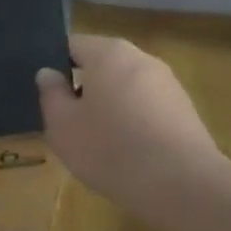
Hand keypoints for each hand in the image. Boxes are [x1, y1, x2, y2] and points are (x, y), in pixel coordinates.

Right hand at [35, 34, 227, 218]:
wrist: (181, 184)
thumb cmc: (110, 148)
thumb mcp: (62, 126)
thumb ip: (51, 95)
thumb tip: (48, 73)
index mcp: (108, 53)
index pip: (72, 45)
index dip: (54, 65)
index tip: (46, 93)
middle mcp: (141, 59)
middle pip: (102, 65)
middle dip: (83, 87)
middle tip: (66, 120)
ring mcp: (168, 84)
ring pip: (126, 88)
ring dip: (109, 106)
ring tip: (95, 141)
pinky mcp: (185, 111)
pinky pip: (147, 109)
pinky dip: (133, 123)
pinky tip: (126, 152)